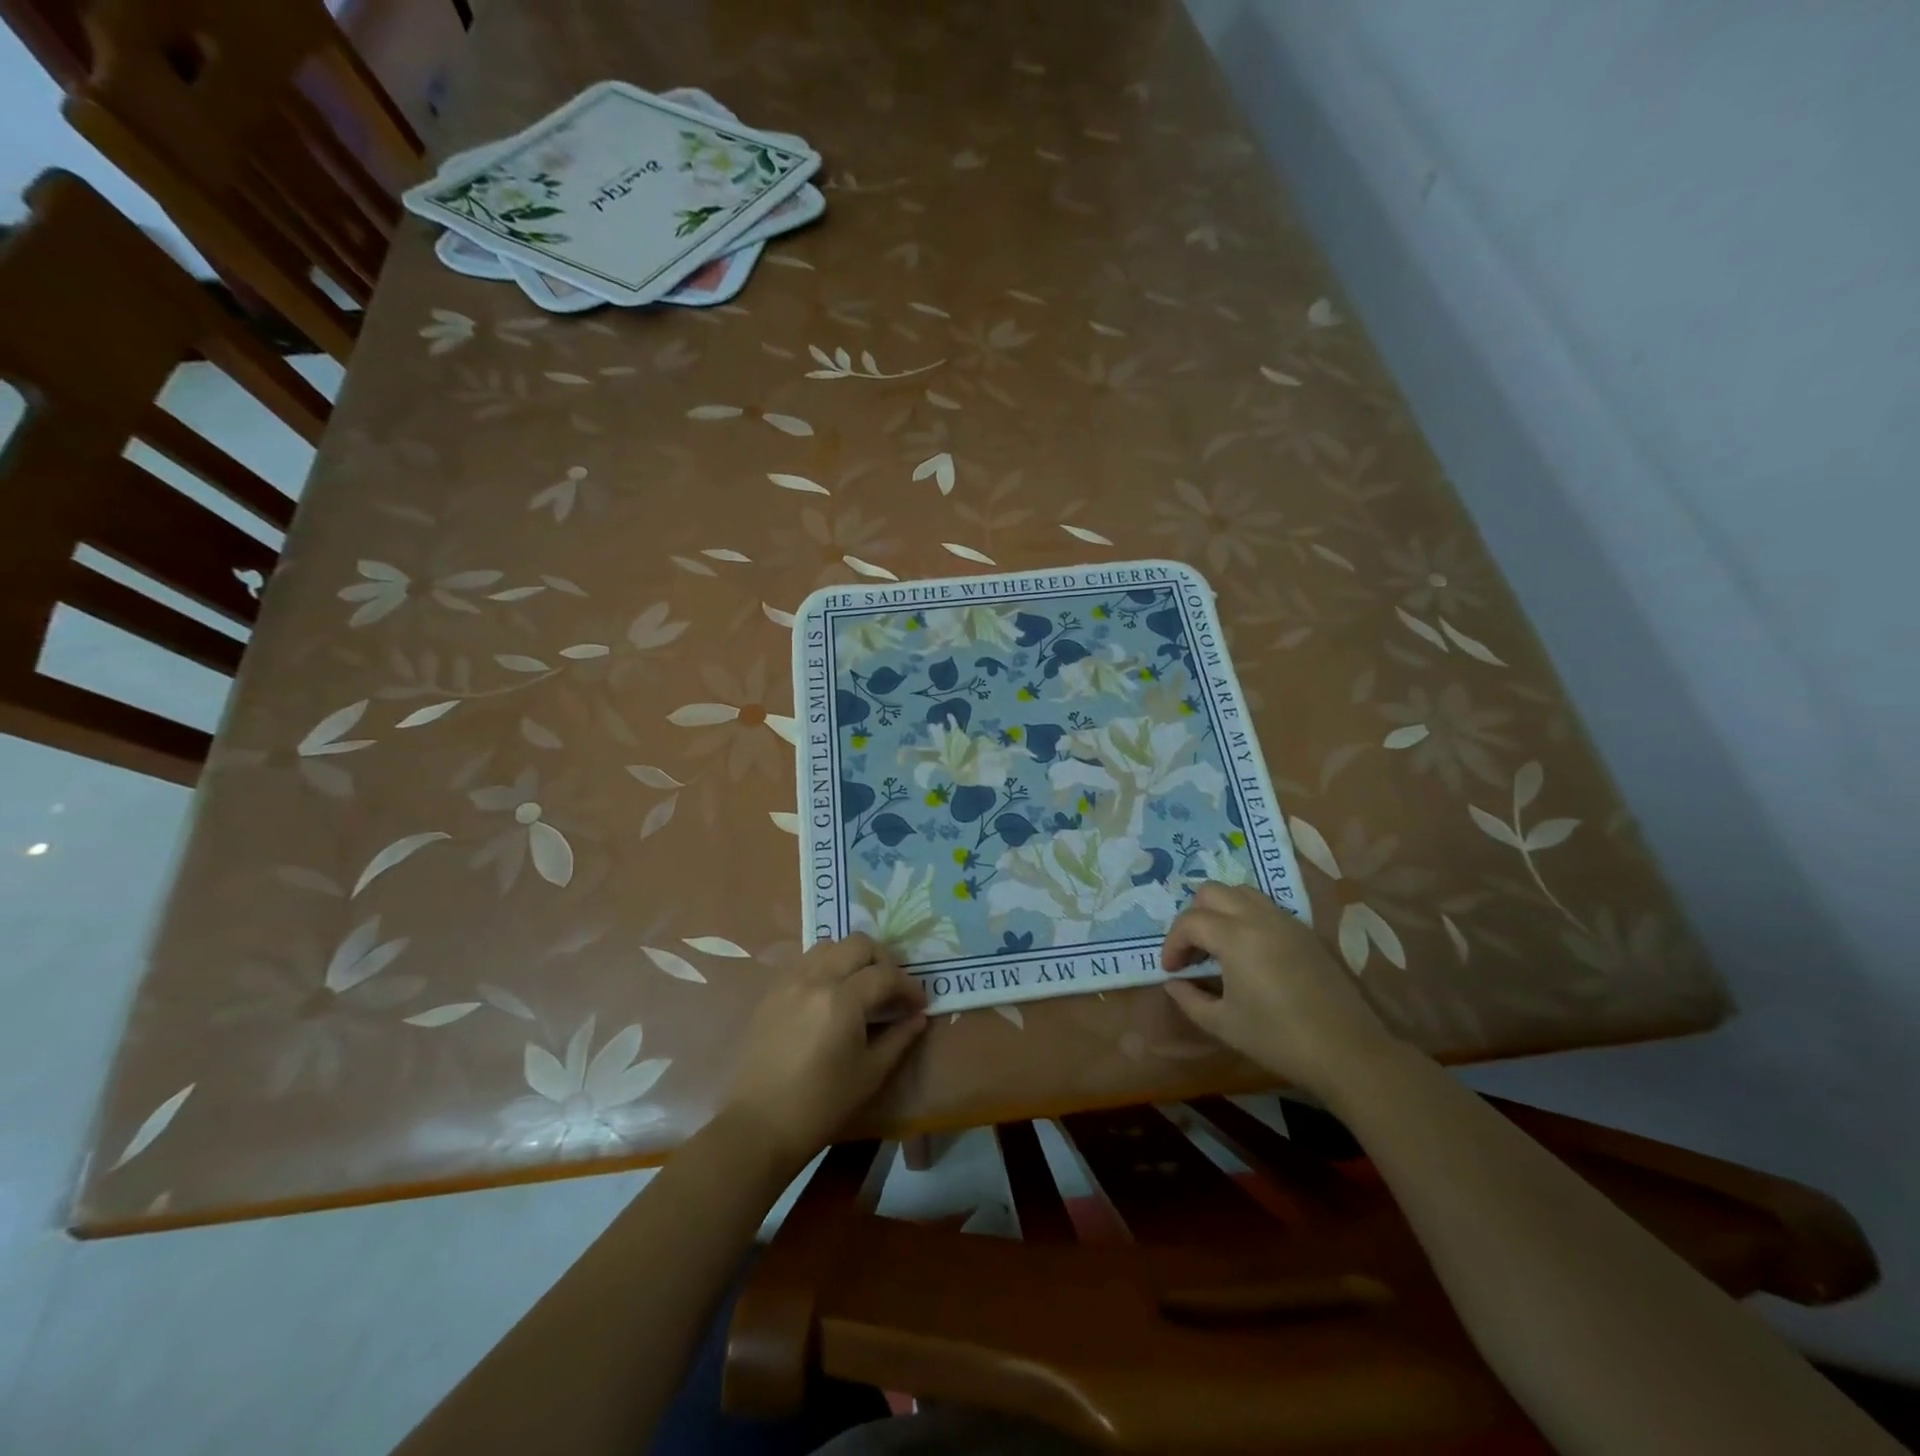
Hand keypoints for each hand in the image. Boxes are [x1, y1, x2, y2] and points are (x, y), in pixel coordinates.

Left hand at [722, 933, 927, 1168]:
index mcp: (842, 1000)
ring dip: (852, 958)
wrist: (759, 1125)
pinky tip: (831, 995)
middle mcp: (815, 978)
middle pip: (858, 944)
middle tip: (892, 988)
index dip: (909, 986)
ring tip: (861, 986)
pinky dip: (826, 966)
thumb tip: (917, 1017)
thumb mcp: (870, 1075)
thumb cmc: (821, 1105)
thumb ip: (899, 1039)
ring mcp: (789, 981)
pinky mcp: (772, 991)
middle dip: (883, 960)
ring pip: (829, 946)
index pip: (886, 974)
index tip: (919, 1004)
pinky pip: (805, 962)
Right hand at [1162, 883, 1395, 1099]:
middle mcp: (1259, 917)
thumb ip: (1189, 999)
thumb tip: (1174, 982)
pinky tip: (1249, 952)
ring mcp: (1286, 921)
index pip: (1190, 921)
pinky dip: (1246, 916)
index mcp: (1235, 937)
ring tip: (1218, 945)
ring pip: (1241, 892)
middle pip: (1212, 891)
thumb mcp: (1223, 1024)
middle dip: (1193, 917)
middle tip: (1193, 952)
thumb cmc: (1278, 1039)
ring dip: (1220, 910)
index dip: (1173, 944)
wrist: (1347, 1052)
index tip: (1172, 970)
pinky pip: (1265, 907)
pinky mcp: (1305, 931)